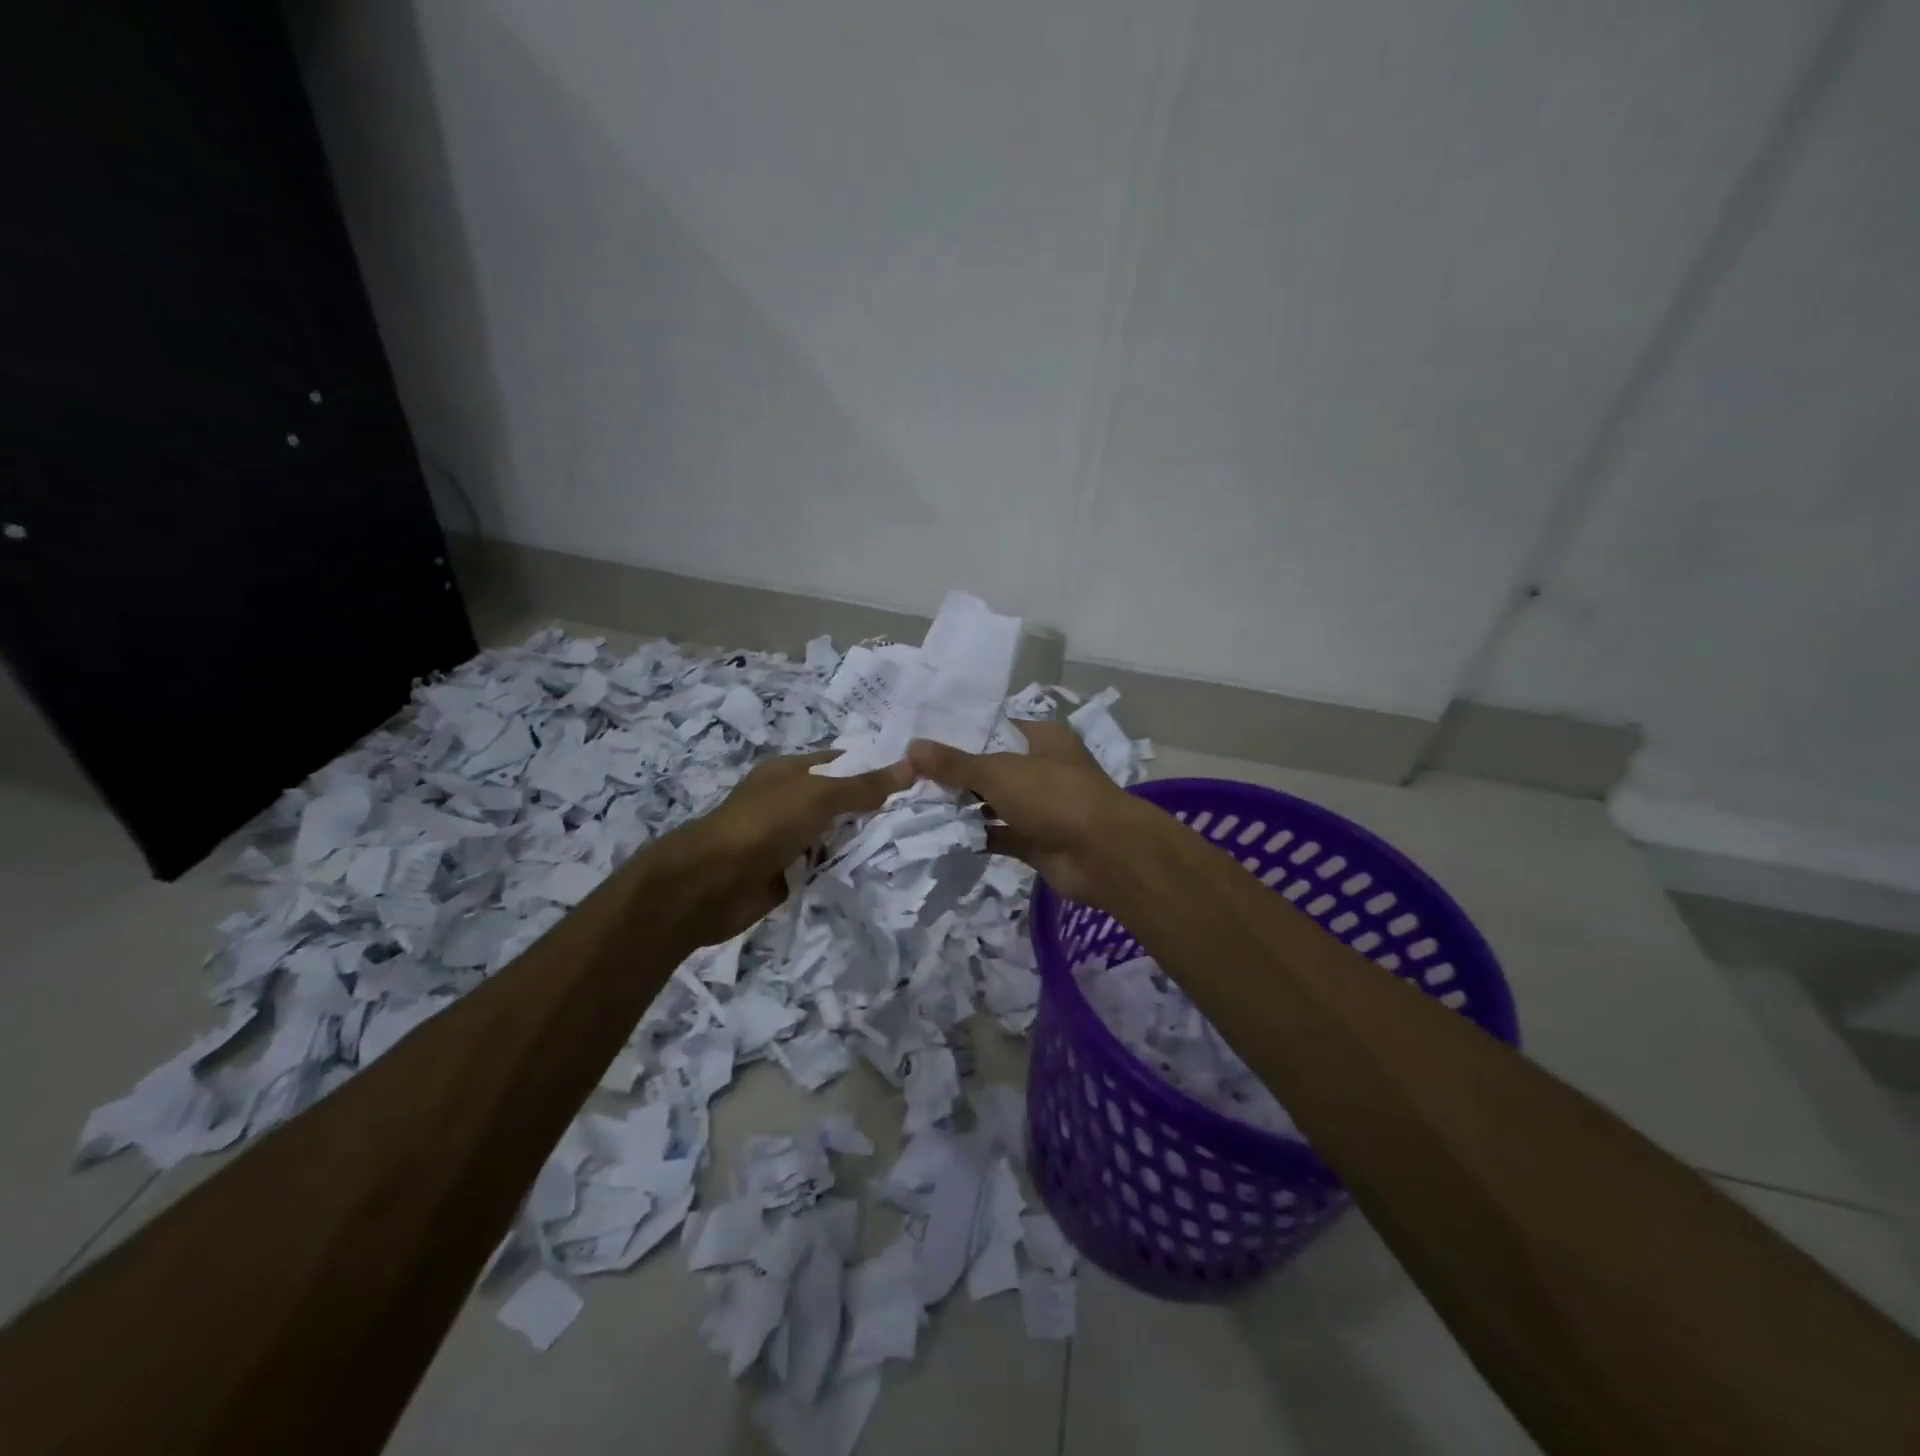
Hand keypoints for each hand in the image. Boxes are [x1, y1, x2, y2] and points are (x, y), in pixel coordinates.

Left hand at [678, 751, 911, 942]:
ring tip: (908, 844)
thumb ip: (864, 786)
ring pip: (834, 836)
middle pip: (840, 801)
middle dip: (874, 809)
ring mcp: (787, 839)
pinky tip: (877, 872)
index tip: (917, 777)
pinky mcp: (787, 874)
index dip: (875, 767)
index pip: (842, 762)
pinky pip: (824, 867)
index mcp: (790, 772)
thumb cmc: (764, 825)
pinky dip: (843, 869)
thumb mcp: (819, 796)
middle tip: (921, 815)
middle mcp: (789, 801)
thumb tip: (912, 765)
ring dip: (860, 842)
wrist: (710, 883)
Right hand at [908, 720, 1143, 908]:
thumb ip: (955, 763)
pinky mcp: (1035, 841)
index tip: (921, 737)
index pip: (996, 727)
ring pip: (993, 803)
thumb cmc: (1054, 796)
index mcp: (1042, 739)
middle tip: (908, 774)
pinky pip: (998, 835)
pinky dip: (974, 836)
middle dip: (955, 773)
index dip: (961, 732)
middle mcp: (1042, 769)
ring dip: (962, 806)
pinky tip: (938, 835)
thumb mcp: (999, 772)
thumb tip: (911, 747)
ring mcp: (1040, 808)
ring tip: (913, 803)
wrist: (1102, 855)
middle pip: (991, 767)